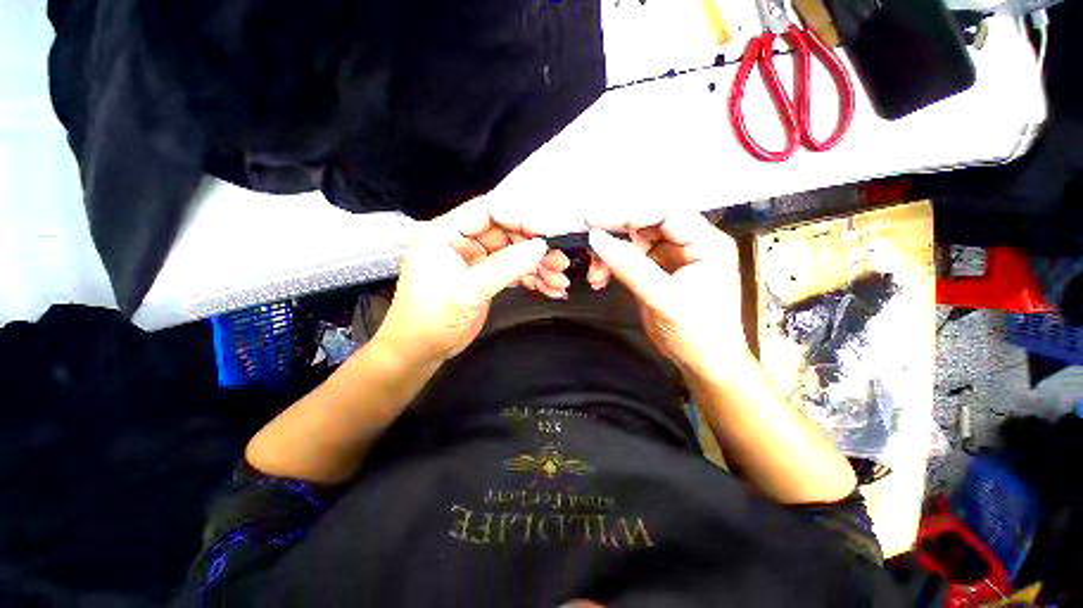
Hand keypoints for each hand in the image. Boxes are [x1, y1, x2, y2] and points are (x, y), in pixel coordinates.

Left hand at [375, 198, 571, 365]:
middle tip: (559, 260)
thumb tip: (540, 246)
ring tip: (559, 280)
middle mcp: (461, 242)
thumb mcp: (468, 291)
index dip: (519, 217)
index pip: (487, 211)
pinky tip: (548, 288)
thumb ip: (505, 266)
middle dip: (534, 247)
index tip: (547, 230)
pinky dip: (531, 278)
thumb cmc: (431, 319)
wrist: (420, 351)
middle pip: (505, 233)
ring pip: (513, 253)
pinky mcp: (484, 278)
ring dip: (537, 266)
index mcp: (445, 233)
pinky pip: (512, 271)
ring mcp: (475, 261)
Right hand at [586, 212, 750, 375]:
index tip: (593, 220)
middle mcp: (691, 243)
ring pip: (634, 241)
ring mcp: (673, 257)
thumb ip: (630, 267)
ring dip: (611, 254)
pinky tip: (601, 279)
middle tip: (590, 248)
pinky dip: (613, 266)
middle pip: (647, 224)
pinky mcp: (658, 270)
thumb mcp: (663, 299)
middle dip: (616, 237)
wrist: (704, 364)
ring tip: (596, 275)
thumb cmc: (697, 334)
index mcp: (706, 243)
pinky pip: (630, 258)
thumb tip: (596, 238)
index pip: (664, 213)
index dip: (627, 213)